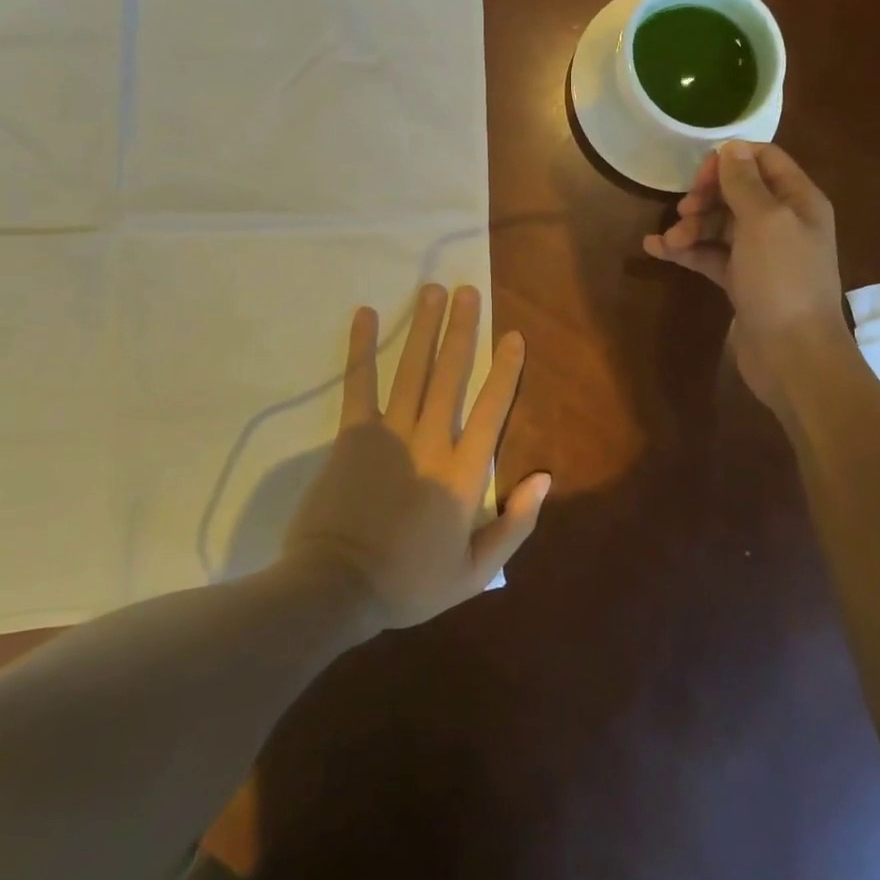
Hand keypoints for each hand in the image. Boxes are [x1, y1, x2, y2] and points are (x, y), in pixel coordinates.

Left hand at [282, 284, 550, 628]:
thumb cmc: (409, 583)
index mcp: (463, 473)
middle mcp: (431, 441)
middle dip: (462, 330)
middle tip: (468, 291)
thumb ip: (515, 525)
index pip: (492, 410)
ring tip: (433, 290)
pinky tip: (366, 315)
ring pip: (413, 370)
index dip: (505, 370)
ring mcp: (390, 433)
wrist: (336, 589)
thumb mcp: (475, 572)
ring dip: (425, 328)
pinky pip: (360, 384)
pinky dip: (363, 348)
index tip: (513, 335)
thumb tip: (544, 478)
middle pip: (451, 375)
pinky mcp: (353, 435)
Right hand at [642, 141, 846, 406]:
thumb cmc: (782, 280)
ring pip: (720, 225)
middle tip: (683, 211)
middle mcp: (783, 222)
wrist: (793, 355)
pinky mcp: (743, 282)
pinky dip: (687, 251)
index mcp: (799, 200)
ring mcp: (762, 254)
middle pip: (738, 192)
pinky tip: (657, 250)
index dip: (729, 160)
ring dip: (691, 227)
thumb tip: (731, 147)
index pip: (764, 159)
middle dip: (706, 197)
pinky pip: (711, 255)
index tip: (698, 176)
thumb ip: (744, 182)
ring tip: (669, 241)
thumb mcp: (764, 221)